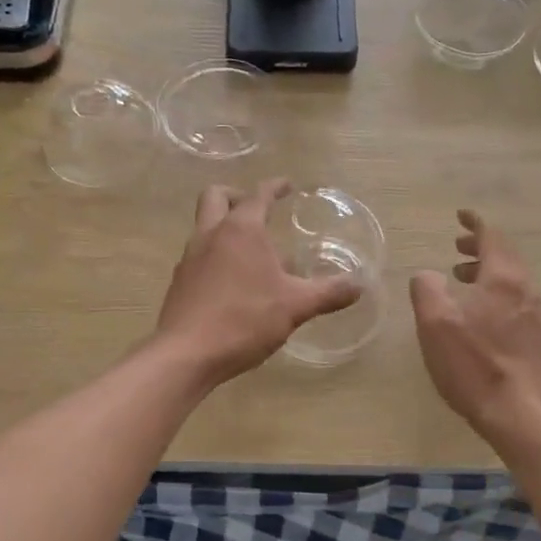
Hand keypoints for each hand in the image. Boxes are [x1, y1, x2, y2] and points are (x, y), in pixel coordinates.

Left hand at [155, 179, 362, 386]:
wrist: (187, 354)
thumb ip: (329, 293)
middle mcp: (211, 234)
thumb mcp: (296, 306)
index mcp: (242, 229)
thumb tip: (360, 284)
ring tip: (251, 251)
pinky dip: (216, 255)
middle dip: (236, 195)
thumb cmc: (245, 320)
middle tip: (257, 209)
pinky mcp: (179, 282)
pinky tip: (233, 281)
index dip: (275, 187)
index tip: (288, 186)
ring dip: (225, 227)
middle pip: (216, 196)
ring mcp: (190, 257)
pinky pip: (198, 255)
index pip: (259, 194)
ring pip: (204, 226)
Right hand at [409, 210, 540, 441]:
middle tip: (457, 247)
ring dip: (486, 270)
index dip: (475, 224)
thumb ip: (427, 289)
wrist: (518, 414)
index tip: (461, 215)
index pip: (492, 237)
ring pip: (511, 279)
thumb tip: (428, 275)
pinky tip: (477, 312)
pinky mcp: (534, 338)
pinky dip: (494, 291)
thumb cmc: (474, 364)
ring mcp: (534, 315)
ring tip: (460, 277)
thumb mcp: (435, 322)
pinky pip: (514, 299)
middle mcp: (525, 290)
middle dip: (481, 246)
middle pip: (505, 256)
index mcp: (503, 279)